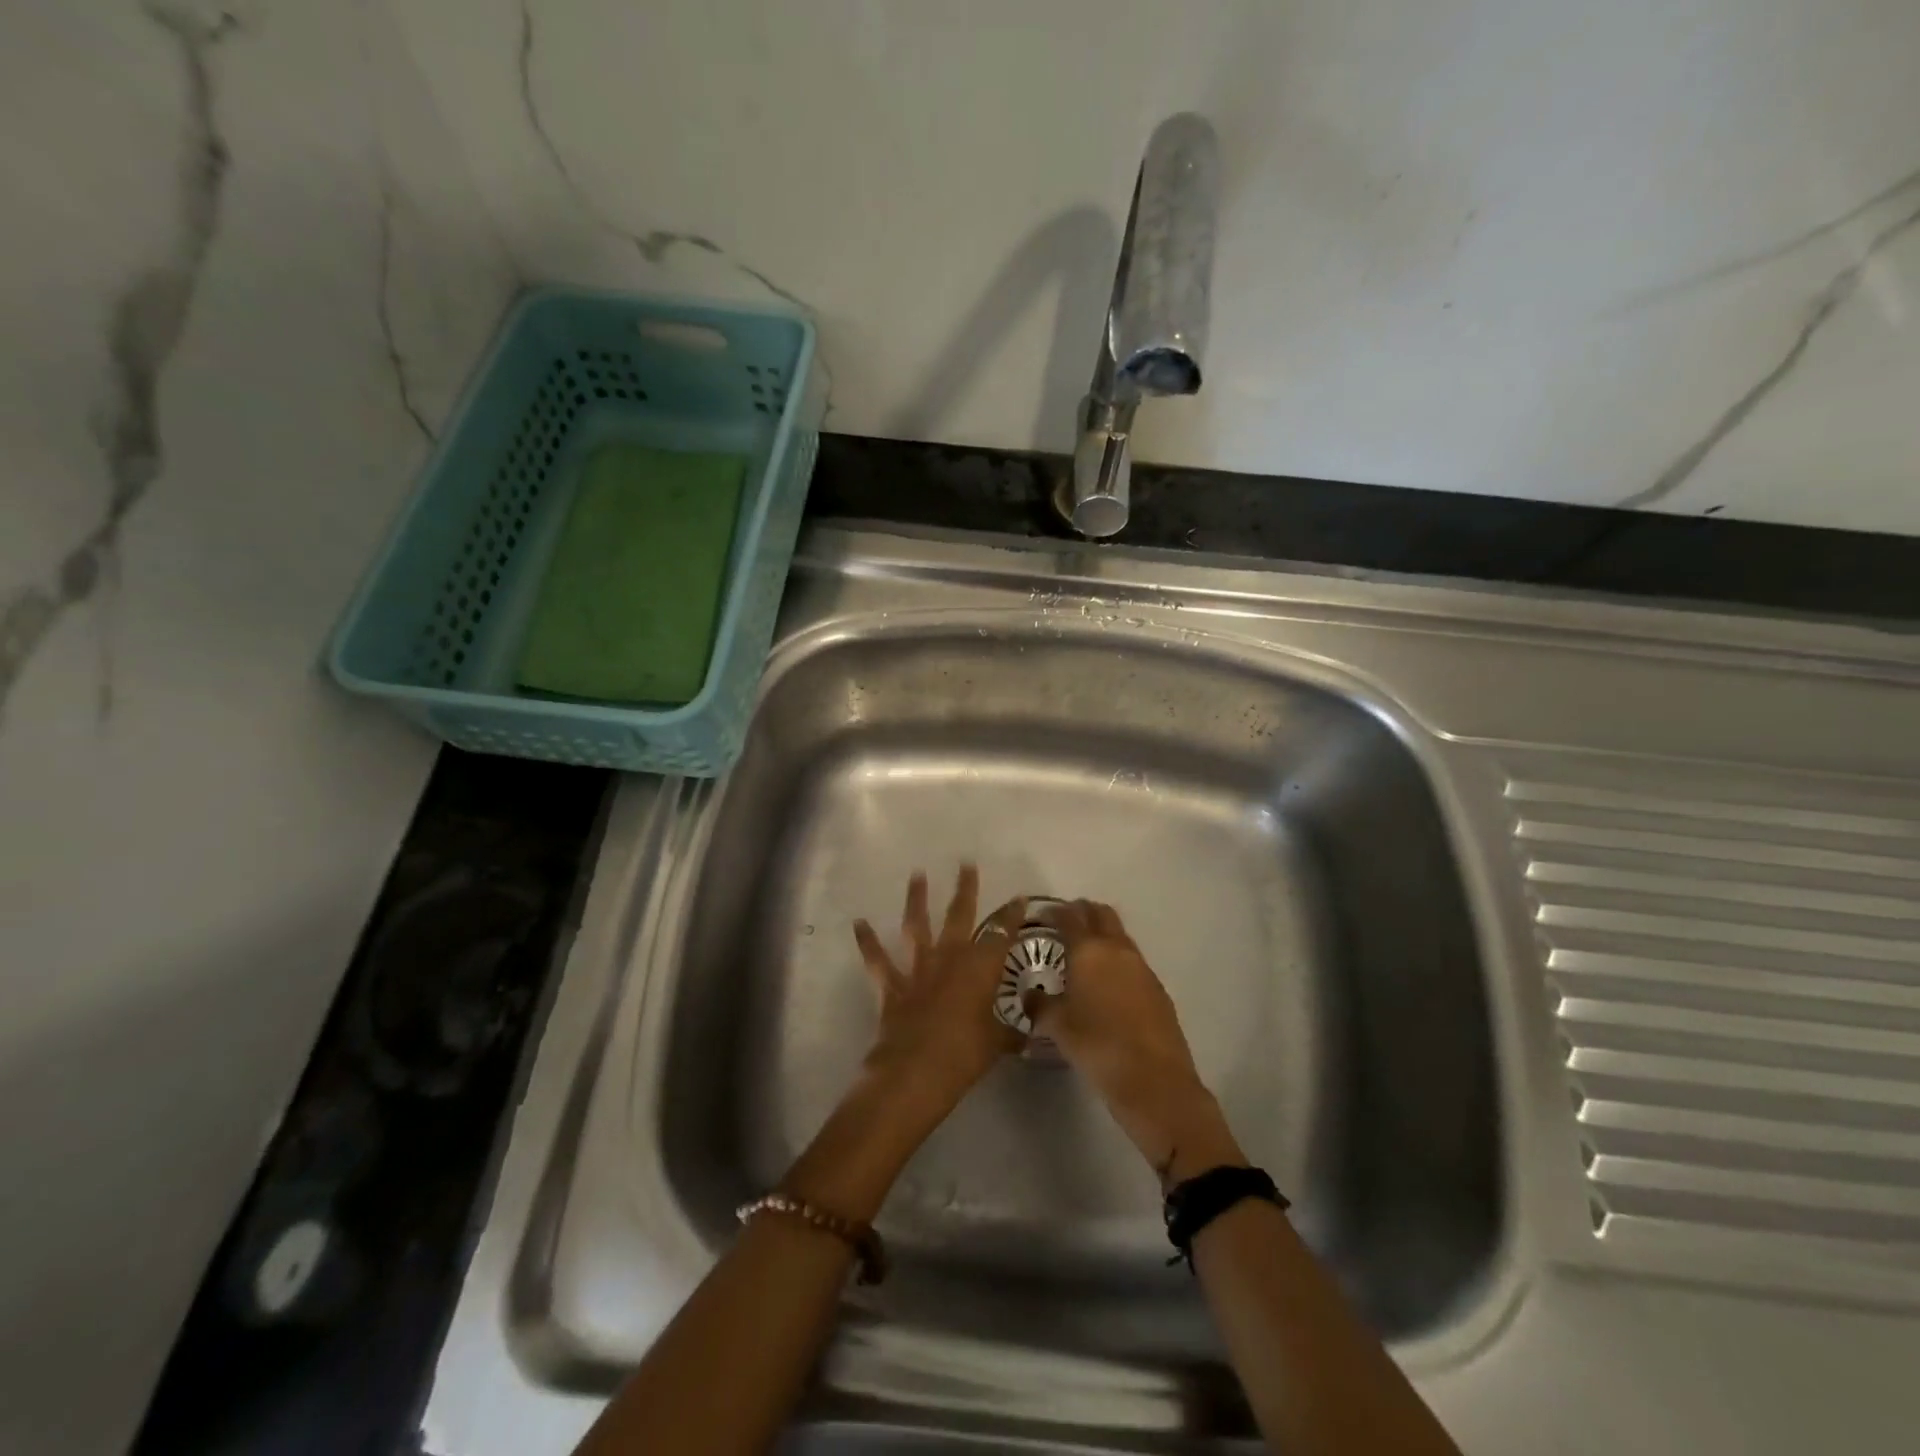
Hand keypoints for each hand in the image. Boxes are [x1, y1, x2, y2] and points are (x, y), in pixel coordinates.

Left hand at [852, 866, 1026, 1134]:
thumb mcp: (997, 1043)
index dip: (1011, 916)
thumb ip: (1011, 1031)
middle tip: (966, 864)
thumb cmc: (964, 1055)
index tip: (1020, 898)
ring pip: (917, 926)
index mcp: (980, 968)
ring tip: (916, 874)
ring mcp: (918, 969)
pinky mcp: (892, 986)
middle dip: (965, 889)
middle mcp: (949, 958)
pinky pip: (877, 960)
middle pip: (959, 916)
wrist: (914, 1072)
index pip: (1001, 933)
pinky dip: (867, 941)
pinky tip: (859, 923)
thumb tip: (1028, 1032)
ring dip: (916, 899)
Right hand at [1030, 900, 1244, 1185]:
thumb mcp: (1057, 1027)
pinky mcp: (1157, 988)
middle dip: (1083, 912)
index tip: (1042, 915)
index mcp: (1088, 950)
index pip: (1069, 916)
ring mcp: (1142, 967)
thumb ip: (1040, 1005)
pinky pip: (1132, 962)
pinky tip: (1107, 984)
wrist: (1154, 1080)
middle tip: (1065, 923)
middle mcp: (1116, 949)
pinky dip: (1117, 960)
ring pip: (1120, 936)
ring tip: (1084, 954)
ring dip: (1102, 935)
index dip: (1054, 911)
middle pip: (1101, 914)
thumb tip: (1032, 995)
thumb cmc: (1097, 1046)